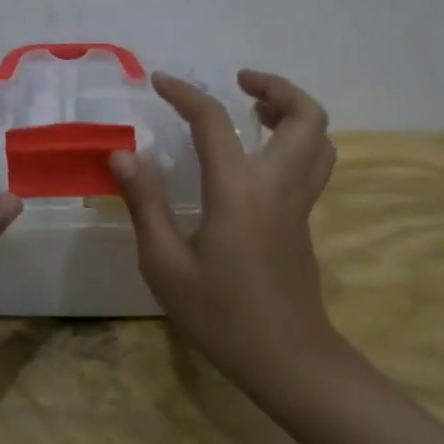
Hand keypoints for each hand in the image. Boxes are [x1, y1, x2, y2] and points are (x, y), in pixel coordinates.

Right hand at [108, 69, 339, 400]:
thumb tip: (123, 154)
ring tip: (254, 109)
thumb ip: (145, 203)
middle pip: (305, 115)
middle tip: (238, 82)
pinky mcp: (305, 220)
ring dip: (292, 110)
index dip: (185, 93)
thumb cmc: (221, 316)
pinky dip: (294, 138)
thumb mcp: (166, 264)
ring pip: (320, 137)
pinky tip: (258, 154)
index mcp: (239, 190)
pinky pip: (313, 161)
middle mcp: (278, 185)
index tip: (159, 81)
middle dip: (275, 86)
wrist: (289, 361)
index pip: (213, 120)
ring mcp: (299, 202)